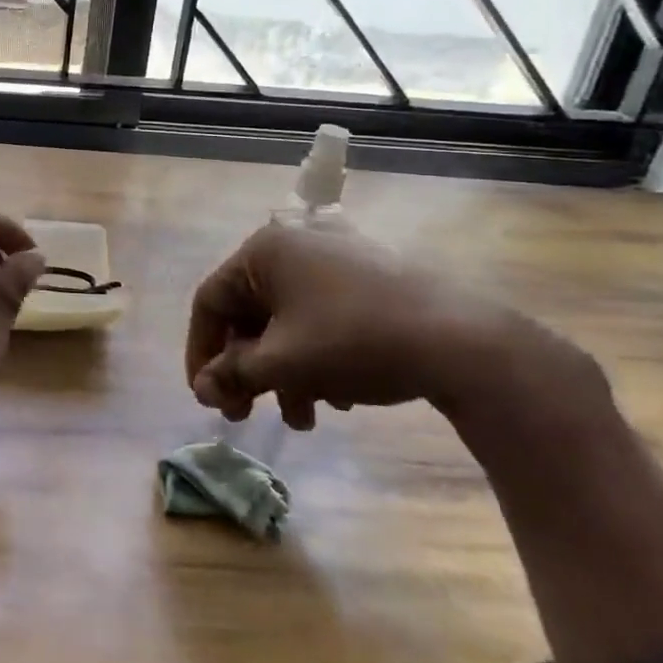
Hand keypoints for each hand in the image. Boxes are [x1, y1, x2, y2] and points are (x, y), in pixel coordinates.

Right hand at [186, 222, 591, 429]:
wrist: (462, 341)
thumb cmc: (353, 341)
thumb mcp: (282, 363)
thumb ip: (232, 373)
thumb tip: (202, 389)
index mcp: (264, 251)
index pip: (211, 302)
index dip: (201, 353)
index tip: (206, 397)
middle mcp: (294, 244)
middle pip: (250, 313)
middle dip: (247, 370)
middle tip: (244, 413)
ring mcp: (335, 258)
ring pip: (287, 320)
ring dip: (283, 372)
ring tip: (303, 418)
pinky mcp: (368, 278)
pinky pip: (320, 316)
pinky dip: (316, 356)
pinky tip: (338, 397)